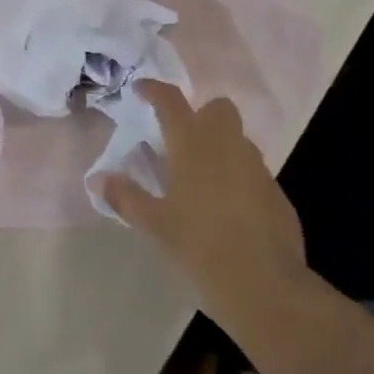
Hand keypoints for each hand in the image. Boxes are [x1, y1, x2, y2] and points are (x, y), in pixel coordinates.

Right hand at [95, 82, 306, 320]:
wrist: (264, 284)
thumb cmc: (200, 247)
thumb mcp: (155, 224)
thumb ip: (125, 197)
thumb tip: (98, 179)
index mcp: (193, 144)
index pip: (171, 101)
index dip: (154, 89)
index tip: (140, 89)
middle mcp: (228, 144)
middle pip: (217, 108)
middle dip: (200, 114)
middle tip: (178, 140)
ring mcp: (256, 166)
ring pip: (237, 138)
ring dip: (218, 145)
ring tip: (198, 177)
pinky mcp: (275, 191)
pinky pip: (251, 169)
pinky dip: (236, 175)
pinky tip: (224, 207)